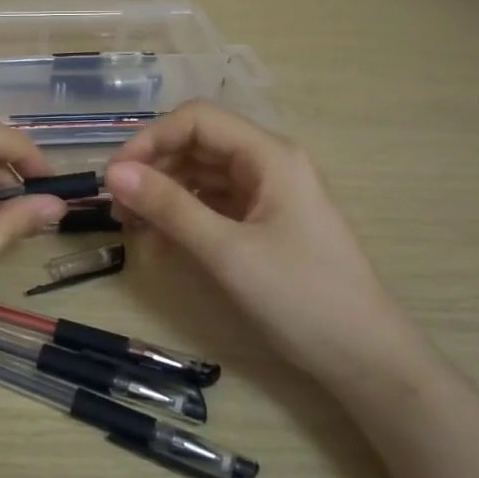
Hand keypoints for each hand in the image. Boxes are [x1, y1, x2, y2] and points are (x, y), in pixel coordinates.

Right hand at [105, 102, 422, 387]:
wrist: (365, 358)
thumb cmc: (300, 298)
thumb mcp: (226, 251)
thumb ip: (169, 207)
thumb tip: (113, 173)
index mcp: (269, 156)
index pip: (197, 119)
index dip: (150, 139)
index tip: (115, 176)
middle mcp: (268, 164)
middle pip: (197, 145)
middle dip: (153, 169)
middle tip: (117, 208)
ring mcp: (268, 194)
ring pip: (201, 176)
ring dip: (164, 194)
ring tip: (131, 227)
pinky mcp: (264, 223)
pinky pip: (213, 204)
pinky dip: (183, 216)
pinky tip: (160, 241)